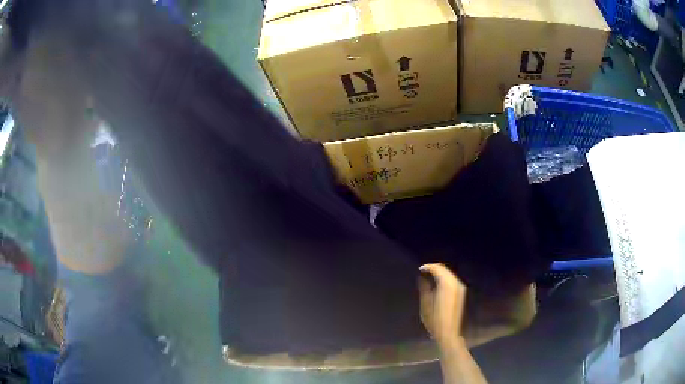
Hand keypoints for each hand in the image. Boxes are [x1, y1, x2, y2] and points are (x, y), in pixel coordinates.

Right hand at [418, 263, 466, 346]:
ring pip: (449, 274)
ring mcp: (460, 287)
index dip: (428, 266)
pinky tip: (437, 283)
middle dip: (434, 268)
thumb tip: (422, 277)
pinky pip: (452, 279)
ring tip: (428, 276)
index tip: (420, 269)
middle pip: (444, 269)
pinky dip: (444, 278)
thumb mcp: (425, 305)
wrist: (448, 332)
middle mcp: (455, 283)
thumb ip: (424, 288)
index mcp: (446, 285)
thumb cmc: (435, 320)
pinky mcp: (461, 292)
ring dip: (439, 273)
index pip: (438, 268)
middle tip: (423, 271)